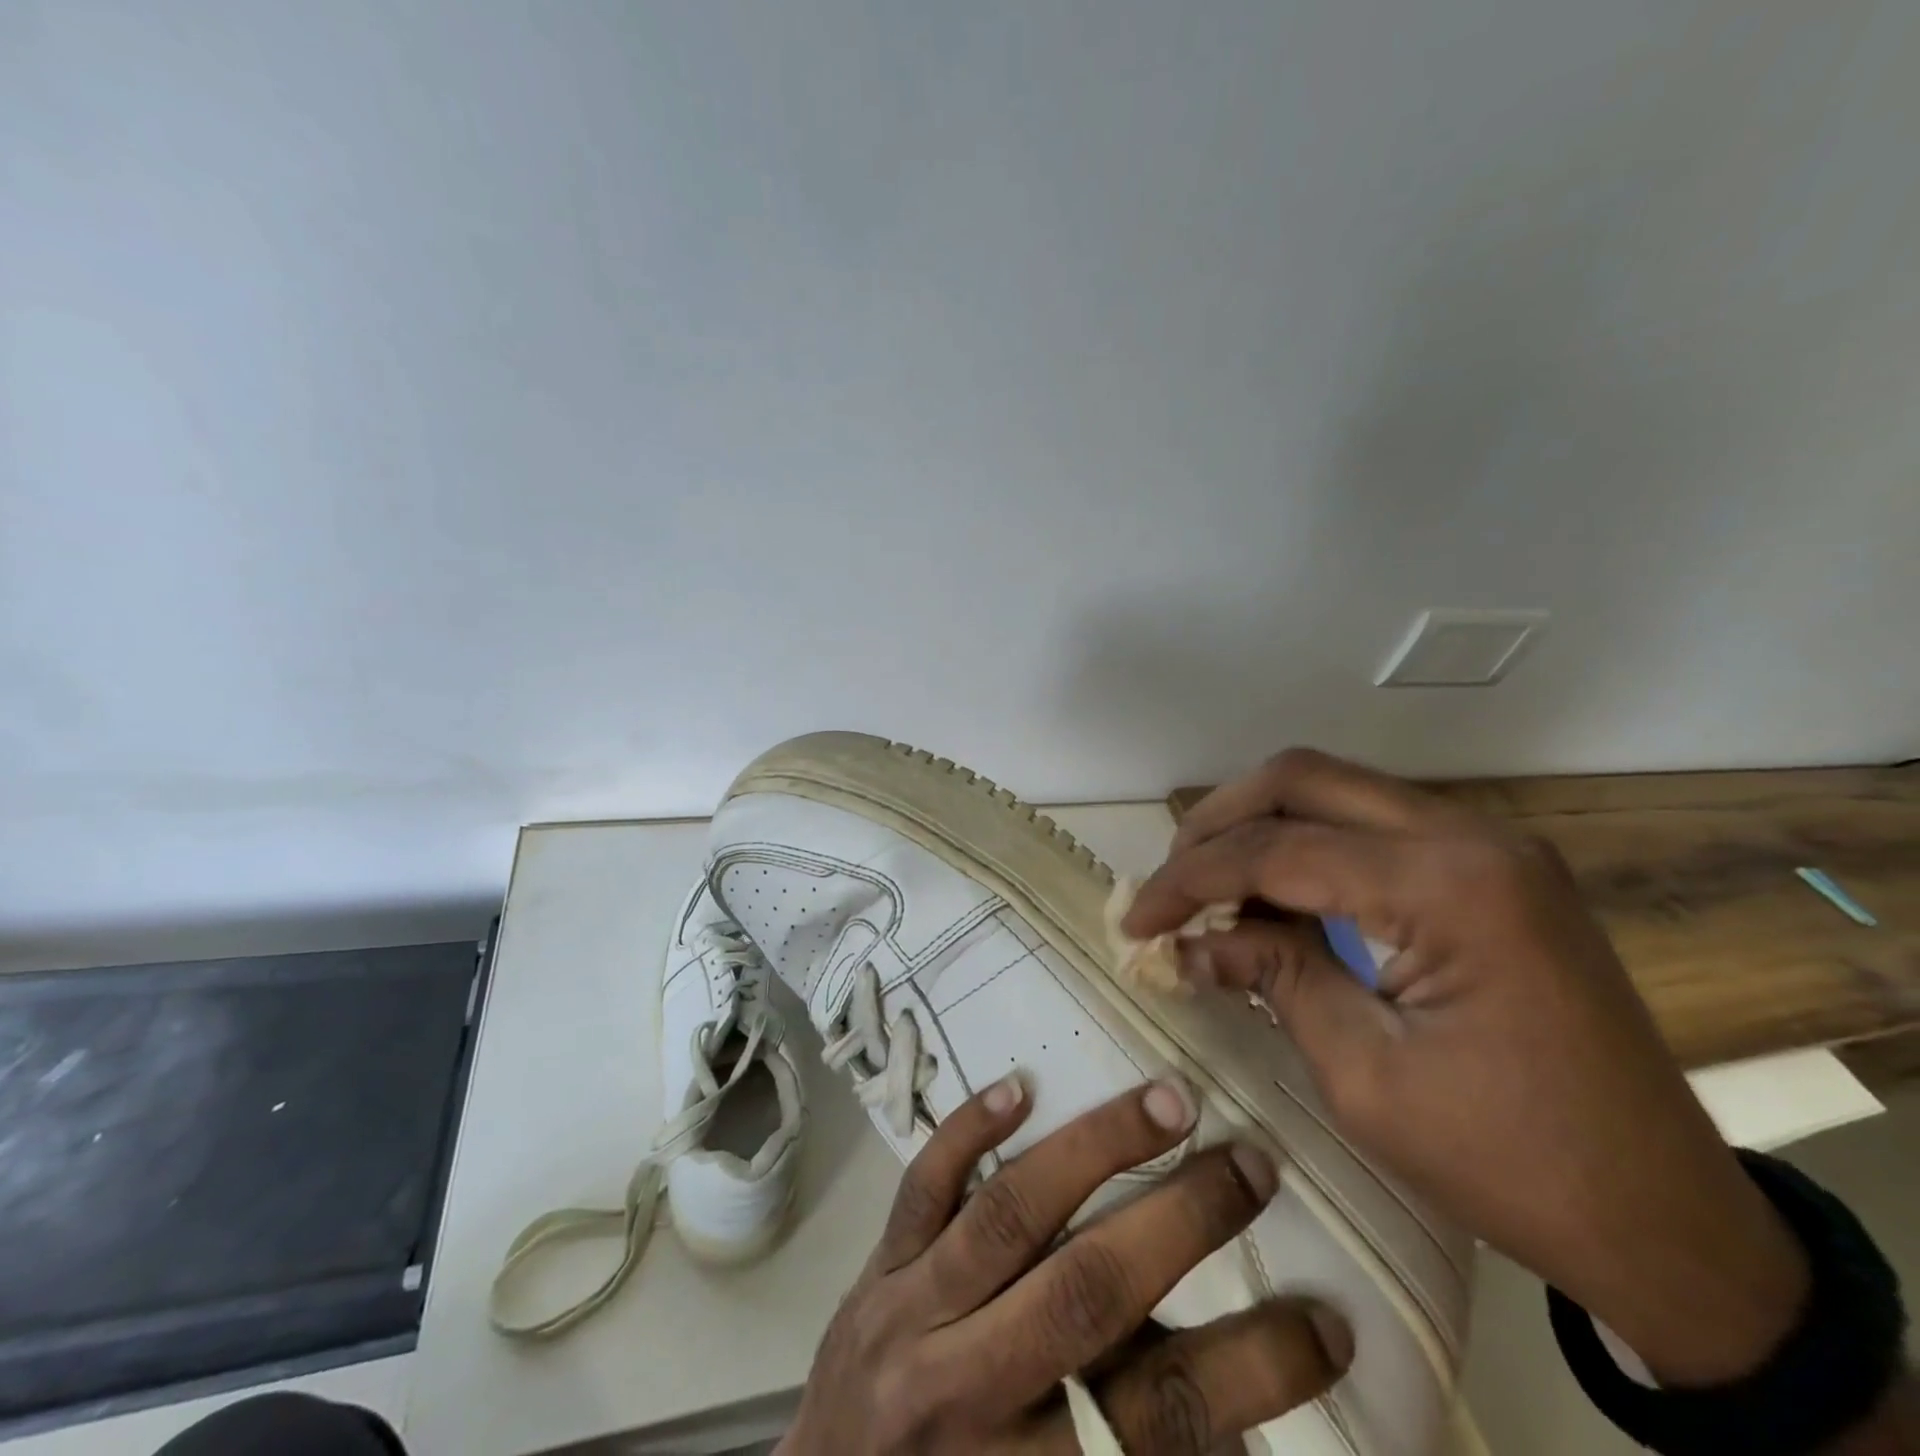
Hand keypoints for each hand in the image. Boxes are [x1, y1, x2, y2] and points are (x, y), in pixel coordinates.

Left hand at [778, 1075, 1349, 1453]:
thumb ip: (1139, 1446)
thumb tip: (1243, 1417)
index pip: (1165, 1416)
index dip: (1256, 1369)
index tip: (1330, 1319)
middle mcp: (970, 1385)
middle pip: (1088, 1293)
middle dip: (1180, 1221)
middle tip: (1252, 1164)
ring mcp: (911, 1311)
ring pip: (1010, 1214)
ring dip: (1095, 1149)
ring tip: (1167, 1101)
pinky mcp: (875, 1264)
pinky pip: (921, 1187)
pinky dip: (967, 1132)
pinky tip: (1020, 1085)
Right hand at [1124, 749, 1809, 1388]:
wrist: (1667, 1217)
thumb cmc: (1510, 1161)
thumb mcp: (1364, 1075)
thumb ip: (1272, 976)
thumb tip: (1189, 942)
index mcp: (1446, 885)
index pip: (1277, 849)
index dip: (1189, 880)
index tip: (1136, 920)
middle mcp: (1469, 835)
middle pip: (1302, 779)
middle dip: (1217, 821)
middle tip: (1171, 881)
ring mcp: (1488, 843)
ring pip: (1335, 789)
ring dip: (1260, 827)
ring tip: (1210, 887)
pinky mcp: (1490, 866)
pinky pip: (1372, 824)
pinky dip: (1307, 846)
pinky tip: (1276, 896)